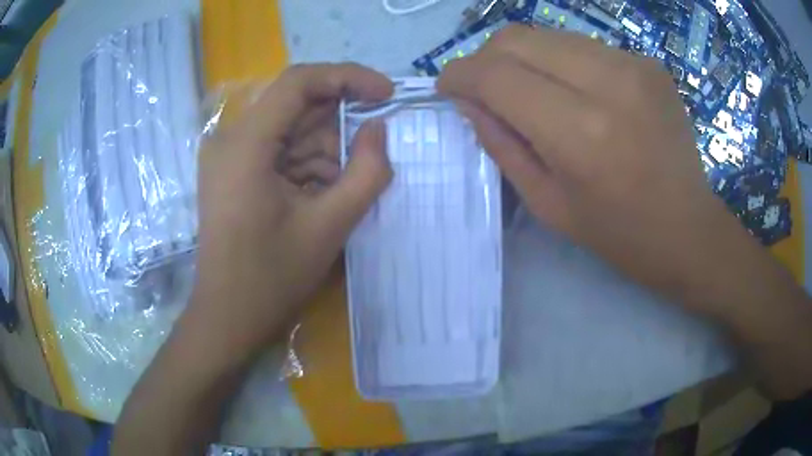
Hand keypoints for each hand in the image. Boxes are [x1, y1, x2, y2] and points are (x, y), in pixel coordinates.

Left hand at [192, 63, 392, 355]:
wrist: (228, 317)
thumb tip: (379, 129)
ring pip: (290, 130)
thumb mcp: (329, 226)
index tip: (386, 93)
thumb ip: (366, 172)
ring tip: (341, 190)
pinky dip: (307, 166)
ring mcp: (229, 156)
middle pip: (296, 105)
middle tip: (372, 151)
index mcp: (246, 143)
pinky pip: (278, 151)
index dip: (348, 77)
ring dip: (325, 151)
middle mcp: (231, 139)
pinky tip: (320, 196)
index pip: (300, 81)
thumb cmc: (271, 278)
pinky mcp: (233, 172)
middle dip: (339, 124)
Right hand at [438, 25, 751, 309]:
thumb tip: (467, 101)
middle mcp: (608, 83)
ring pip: (548, 35)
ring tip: (529, 91)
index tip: (447, 87)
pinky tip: (572, 92)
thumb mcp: (548, 204)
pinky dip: (560, 62)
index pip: (496, 74)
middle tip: (484, 88)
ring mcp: (633, 65)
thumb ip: (501, 144)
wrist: (689, 230)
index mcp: (581, 133)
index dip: (459, 75)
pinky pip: (582, 46)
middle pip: (518, 38)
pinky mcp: (647, 63)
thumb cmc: (619, 235)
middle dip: (485, 57)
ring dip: (523, 58)